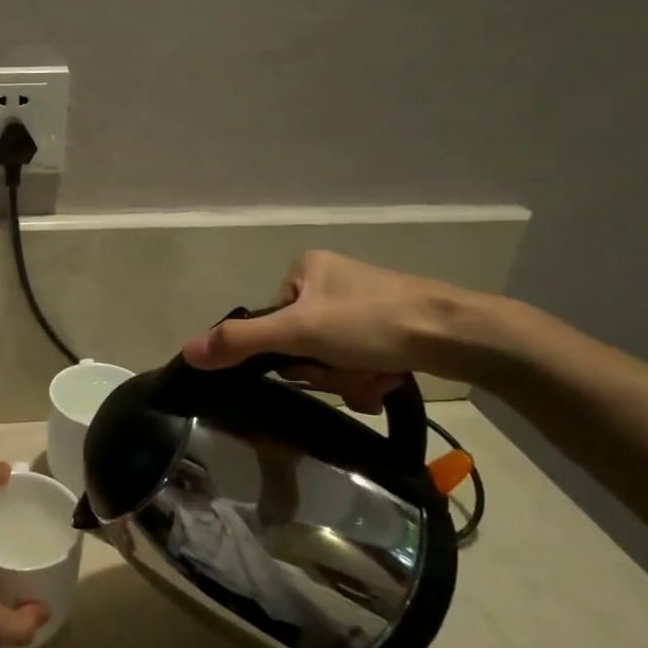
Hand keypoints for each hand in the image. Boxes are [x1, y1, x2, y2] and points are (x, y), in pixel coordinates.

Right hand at [181, 250, 484, 412]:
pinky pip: (359, 361)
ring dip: (349, 378)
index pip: (271, 323)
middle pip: (302, 345)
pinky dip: (369, 377)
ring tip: (376, 374)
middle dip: (325, 369)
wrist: (460, 334)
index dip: (288, 353)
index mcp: (305, 269)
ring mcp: (362, 304)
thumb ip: (240, 342)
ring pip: (332, 359)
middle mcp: (331, 281)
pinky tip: (390, 376)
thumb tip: (187, 352)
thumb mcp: (299, 332)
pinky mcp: (390, 327)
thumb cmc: (372, 322)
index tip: (314, 360)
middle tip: (349, 370)